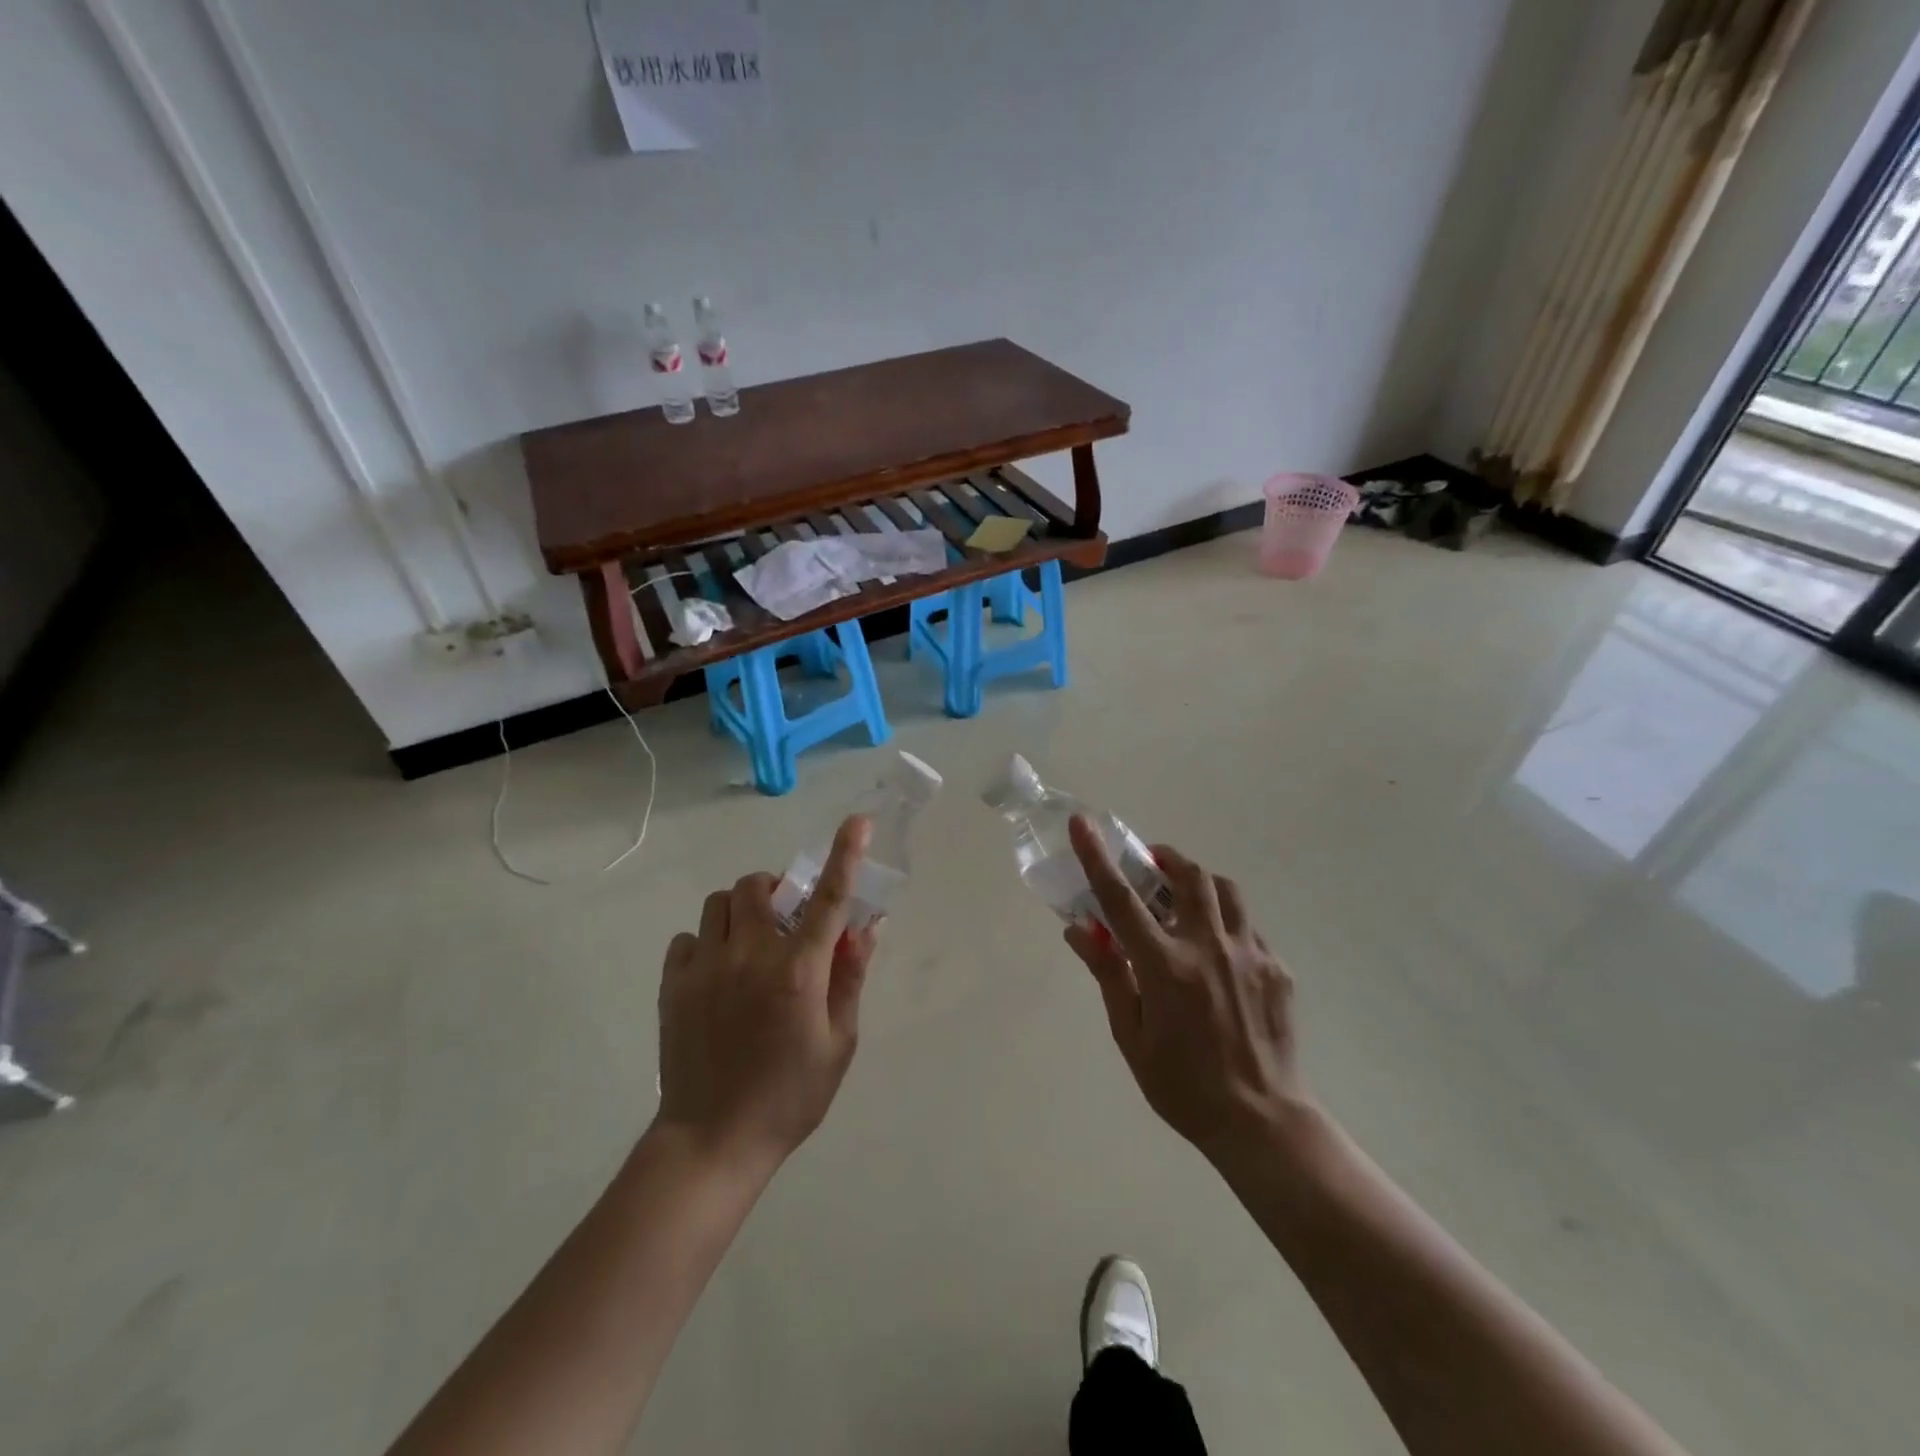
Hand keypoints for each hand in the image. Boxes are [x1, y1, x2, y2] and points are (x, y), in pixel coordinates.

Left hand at [655, 817, 879, 1169]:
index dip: (845, 855)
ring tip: (750, 944)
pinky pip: (688, 938)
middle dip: (776, 888)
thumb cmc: (790, 1096)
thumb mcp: (839, 1043)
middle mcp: (751, 956)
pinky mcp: (673, 985)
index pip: (828, 899)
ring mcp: (705, 968)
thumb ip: (851, 978)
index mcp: (799, 971)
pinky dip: (707, 942)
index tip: (857, 822)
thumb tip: (865, 927)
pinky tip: (717, 973)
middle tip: (787, 916)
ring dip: (741, 911)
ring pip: (719, 904)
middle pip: (757, 885)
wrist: (712, 1141)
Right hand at [1064, 816, 1310, 1160]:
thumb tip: (1079, 930)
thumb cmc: (1183, 1086)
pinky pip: (1248, 925)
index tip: (1083, 824)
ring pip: (1225, 891)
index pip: (1121, 900)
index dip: (1097, 858)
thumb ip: (1108, 976)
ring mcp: (1249, 954)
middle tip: (1150, 862)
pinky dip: (1226, 921)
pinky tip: (1218, 949)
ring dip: (1199, 881)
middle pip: (1188, 878)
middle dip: (1166, 858)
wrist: (1262, 1121)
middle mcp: (1208, 948)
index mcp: (1165, 967)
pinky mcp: (1277, 968)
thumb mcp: (1131, 1037)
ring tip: (1184, 895)